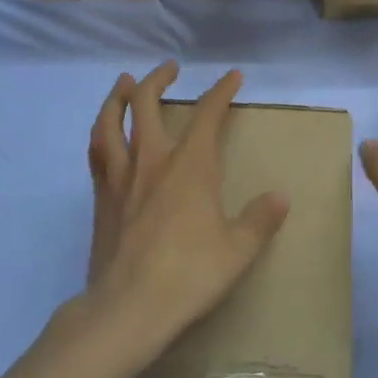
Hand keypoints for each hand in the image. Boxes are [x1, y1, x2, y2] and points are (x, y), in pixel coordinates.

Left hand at [82, 61, 289, 354]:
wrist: (128, 309)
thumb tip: (280, 197)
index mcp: (190, 167)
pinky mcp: (100, 198)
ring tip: (125, 82)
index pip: (207, 116)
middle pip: (147, 104)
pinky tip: (104, 133)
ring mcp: (120, 178)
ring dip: (119, 96)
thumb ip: (260, 220)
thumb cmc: (189, 276)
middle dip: (159, 79)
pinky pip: (96, 152)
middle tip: (169, 68)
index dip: (221, 92)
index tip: (232, 77)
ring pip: (111, 122)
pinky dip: (101, 132)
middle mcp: (152, 161)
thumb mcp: (238, 251)